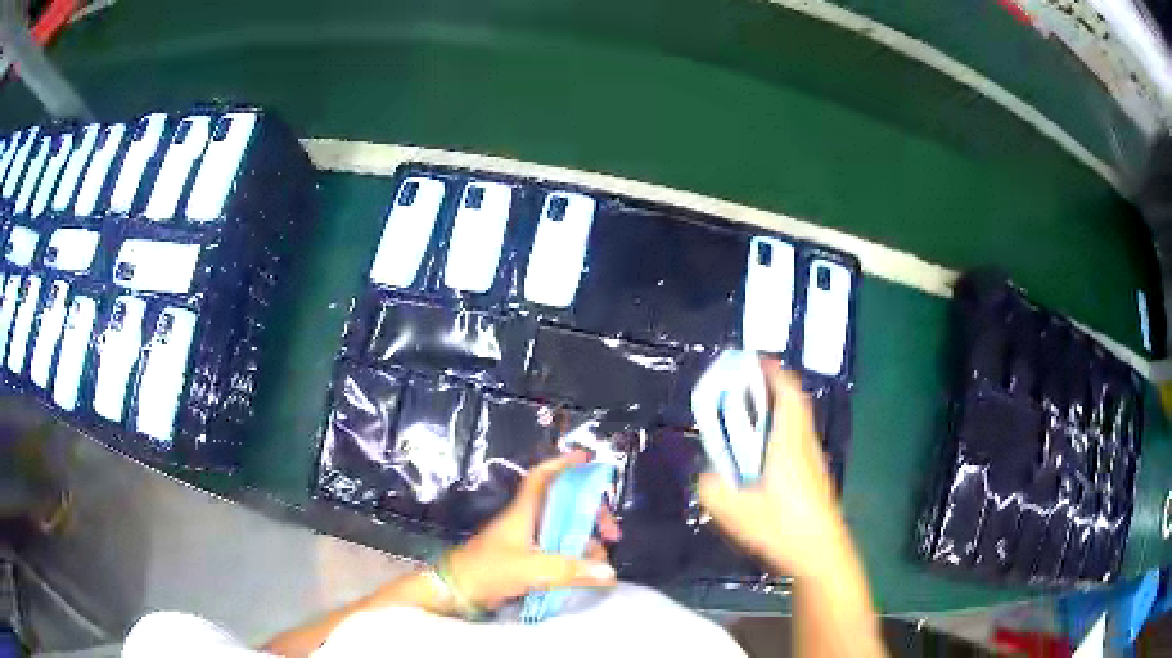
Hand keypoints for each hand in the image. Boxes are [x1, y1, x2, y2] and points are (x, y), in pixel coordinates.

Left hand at [444, 451, 620, 609]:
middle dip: (591, 513)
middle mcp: (527, 521)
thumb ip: (569, 570)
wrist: (457, 590)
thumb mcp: (530, 569)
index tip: (588, 459)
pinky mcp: (525, 559)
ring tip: (600, 563)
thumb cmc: (488, 570)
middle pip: (565, 505)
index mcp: (524, 512)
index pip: (543, 477)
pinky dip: (574, 558)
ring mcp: (526, 541)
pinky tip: (586, 573)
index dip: (564, 464)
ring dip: (586, 542)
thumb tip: (609, 573)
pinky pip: (558, 551)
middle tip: (612, 533)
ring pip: (564, 530)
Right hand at [697, 360, 847, 577]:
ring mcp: (813, 460)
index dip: (772, 371)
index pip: (787, 392)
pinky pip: (797, 439)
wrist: (821, 554)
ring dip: (776, 410)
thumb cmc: (782, 528)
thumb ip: (712, 489)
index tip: (753, 360)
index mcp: (788, 442)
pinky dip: (780, 431)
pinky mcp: (814, 476)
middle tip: (744, 388)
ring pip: (797, 421)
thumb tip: (707, 476)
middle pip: (794, 402)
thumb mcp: (734, 512)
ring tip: (747, 419)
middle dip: (771, 387)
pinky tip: (762, 458)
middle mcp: (804, 443)